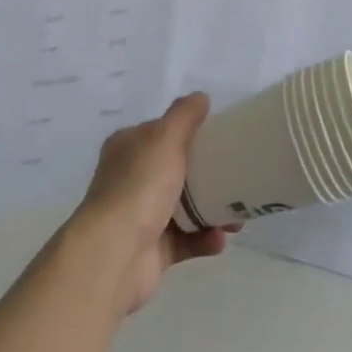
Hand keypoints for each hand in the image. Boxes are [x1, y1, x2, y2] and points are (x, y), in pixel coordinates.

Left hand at [72, 93, 232, 313]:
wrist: (114, 254)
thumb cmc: (140, 186)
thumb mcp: (165, 137)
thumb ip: (185, 114)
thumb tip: (202, 97)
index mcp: (129, 147)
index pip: (162, 132)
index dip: (189, 132)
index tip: (219, 137)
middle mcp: (132, 179)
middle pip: (176, 169)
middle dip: (208, 174)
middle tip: (236, 177)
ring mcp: (141, 216)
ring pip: (185, 208)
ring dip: (212, 209)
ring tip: (238, 217)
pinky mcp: (152, 250)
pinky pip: (186, 240)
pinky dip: (205, 238)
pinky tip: (221, 238)